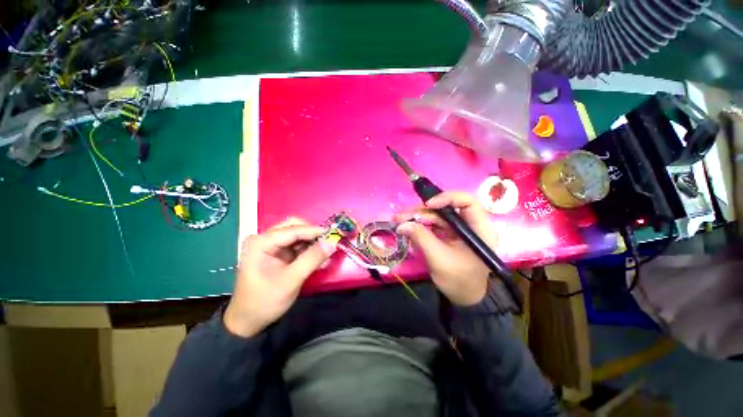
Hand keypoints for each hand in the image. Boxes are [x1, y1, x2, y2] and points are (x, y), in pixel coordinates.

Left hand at [224, 218, 336, 337]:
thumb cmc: (265, 301)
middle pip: (294, 226)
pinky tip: (318, 259)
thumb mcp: (291, 280)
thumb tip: (332, 242)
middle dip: (312, 234)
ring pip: (297, 234)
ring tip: (325, 254)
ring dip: (312, 242)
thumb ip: (312, 259)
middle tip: (328, 244)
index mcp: (261, 242)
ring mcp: (271, 245)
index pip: (293, 229)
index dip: (315, 231)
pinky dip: (308, 249)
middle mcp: (265, 239)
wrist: (248, 321)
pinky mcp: (277, 253)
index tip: (334, 235)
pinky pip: (296, 244)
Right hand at [395, 192, 495, 305]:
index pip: (468, 202)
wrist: (464, 298)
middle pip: (447, 208)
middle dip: (423, 211)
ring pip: (437, 216)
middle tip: (402, 215)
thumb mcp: (439, 259)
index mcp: (479, 229)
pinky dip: (420, 224)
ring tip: (399, 220)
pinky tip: (407, 226)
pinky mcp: (449, 234)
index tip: (428, 205)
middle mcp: (470, 225)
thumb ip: (421, 238)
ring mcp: (458, 230)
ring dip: (418, 217)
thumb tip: (402, 224)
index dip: (448, 198)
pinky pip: (434, 224)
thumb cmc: (459, 280)